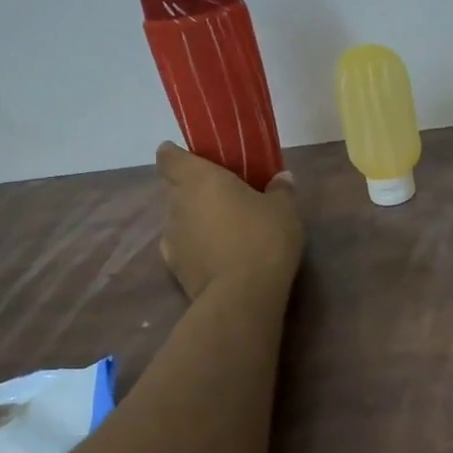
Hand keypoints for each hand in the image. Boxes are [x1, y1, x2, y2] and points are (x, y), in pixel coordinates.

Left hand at [156, 142, 304, 300]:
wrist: (241, 297)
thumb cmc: (262, 238)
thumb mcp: (284, 210)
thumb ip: (280, 190)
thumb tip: (281, 178)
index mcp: (198, 179)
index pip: (168, 157)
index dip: (177, 155)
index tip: (195, 159)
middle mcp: (176, 204)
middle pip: (173, 188)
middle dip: (192, 189)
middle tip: (222, 196)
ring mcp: (170, 238)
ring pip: (177, 219)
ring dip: (194, 220)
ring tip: (223, 231)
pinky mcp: (174, 268)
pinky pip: (182, 247)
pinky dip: (195, 247)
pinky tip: (218, 256)